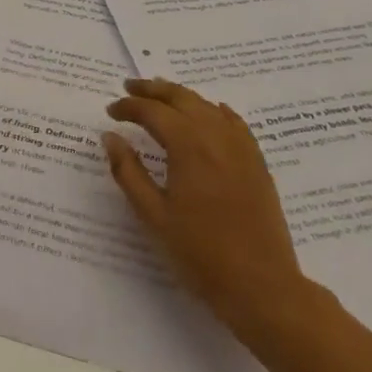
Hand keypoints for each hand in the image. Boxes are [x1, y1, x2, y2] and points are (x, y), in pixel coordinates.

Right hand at [104, 78, 312, 337]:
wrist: (261, 285)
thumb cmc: (200, 253)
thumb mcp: (153, 215)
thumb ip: (129, 172)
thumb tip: (110, 137)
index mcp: (188, 145)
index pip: (152, 111)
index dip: (128, 107)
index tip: (110, 112)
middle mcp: (215, 135)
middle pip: (181, 97)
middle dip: (153, 89)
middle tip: (129, 87)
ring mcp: (240, 146)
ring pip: (207, 105)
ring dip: (181, 96)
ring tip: (161, 96)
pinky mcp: (256, 161)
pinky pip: (233, 122)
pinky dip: (214, 110)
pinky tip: (209, 112)